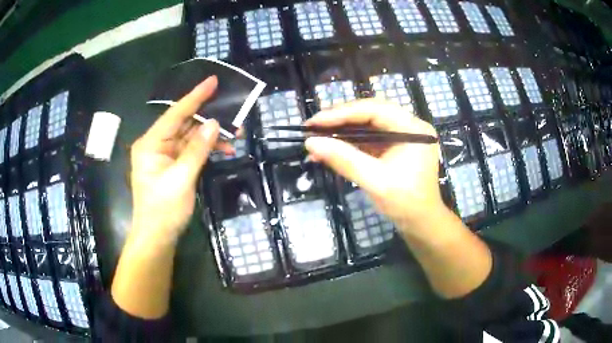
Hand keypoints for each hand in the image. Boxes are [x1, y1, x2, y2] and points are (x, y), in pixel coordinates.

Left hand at [129, 76, 230, 241]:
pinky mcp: (172, 166)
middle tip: (234, 115)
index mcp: (151, 143)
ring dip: (211, 137)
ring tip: (235, 137)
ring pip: (190, 137)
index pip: (175, 113)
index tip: (213, 80)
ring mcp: (164, 155)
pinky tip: (223, 151)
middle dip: (209, 120)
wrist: (157, 237)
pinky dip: (206, 150)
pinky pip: (190, 151)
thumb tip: (214, 123)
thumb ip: (198, 149)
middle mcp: (156, 145)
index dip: (195, 96)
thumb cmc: (163, 210)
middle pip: (184, 124)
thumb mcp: (182, 178)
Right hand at [304, 99, 443, 232]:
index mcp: (413, 129)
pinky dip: (349, 143)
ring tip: (316, 138)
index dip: (342, 113)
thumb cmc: (405, 204)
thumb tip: (311, 143)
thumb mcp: (375, 181)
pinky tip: (329, 149)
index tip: (315, 122)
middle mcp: (409, 125)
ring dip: (341, 132)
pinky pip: (368, 138)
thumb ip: (344, 160)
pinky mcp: (394, 146)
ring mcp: (402, 135)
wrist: (421, 223)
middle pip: (370, 113)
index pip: (375, 110)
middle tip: (312, 127)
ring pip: (367, 124)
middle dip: (340, 120)